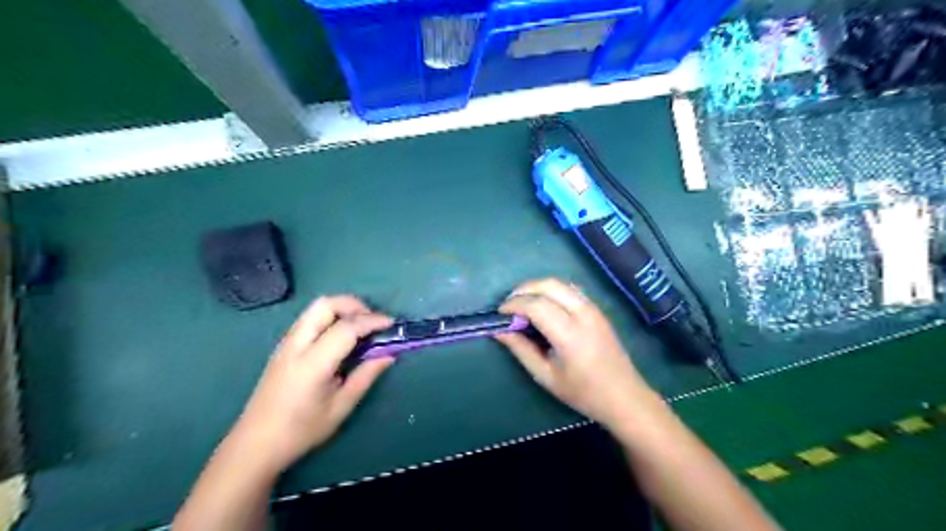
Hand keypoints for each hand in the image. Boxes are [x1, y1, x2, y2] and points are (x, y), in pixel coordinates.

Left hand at [233, 296, 394, 473]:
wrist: (255, 444)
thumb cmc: (301, 430)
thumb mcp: (341, 407)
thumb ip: (366, 376)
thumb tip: (389, 354)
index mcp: (313, 363)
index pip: (346, 327)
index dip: (372, 321)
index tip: (392, 324)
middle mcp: (296, 345)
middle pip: (326, 304)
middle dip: (354, 305)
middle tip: (373, 322)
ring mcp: (286, 343)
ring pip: (316, 308)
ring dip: (342, 309)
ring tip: (360, 328)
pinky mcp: (283, 346)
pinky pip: (309, 319)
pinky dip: (330, 317)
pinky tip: (341, 337)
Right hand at [496, 281, 660, 428]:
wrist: (625, 396)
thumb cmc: (583, 392)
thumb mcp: (546, 376)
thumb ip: (521, 349)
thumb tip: (499, 330)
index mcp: (570, 334)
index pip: (536, 305)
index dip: (514, 304)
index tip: (499, 314)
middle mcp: (583, 314)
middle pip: (548, 285)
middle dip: (523, 290)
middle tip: (509, 306)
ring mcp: (593, 308)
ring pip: (560, 283)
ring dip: (537, 287)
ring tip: (523, 304)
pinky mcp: (597, 309)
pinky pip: (570, 289)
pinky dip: (551, 290)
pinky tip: (543, 306)